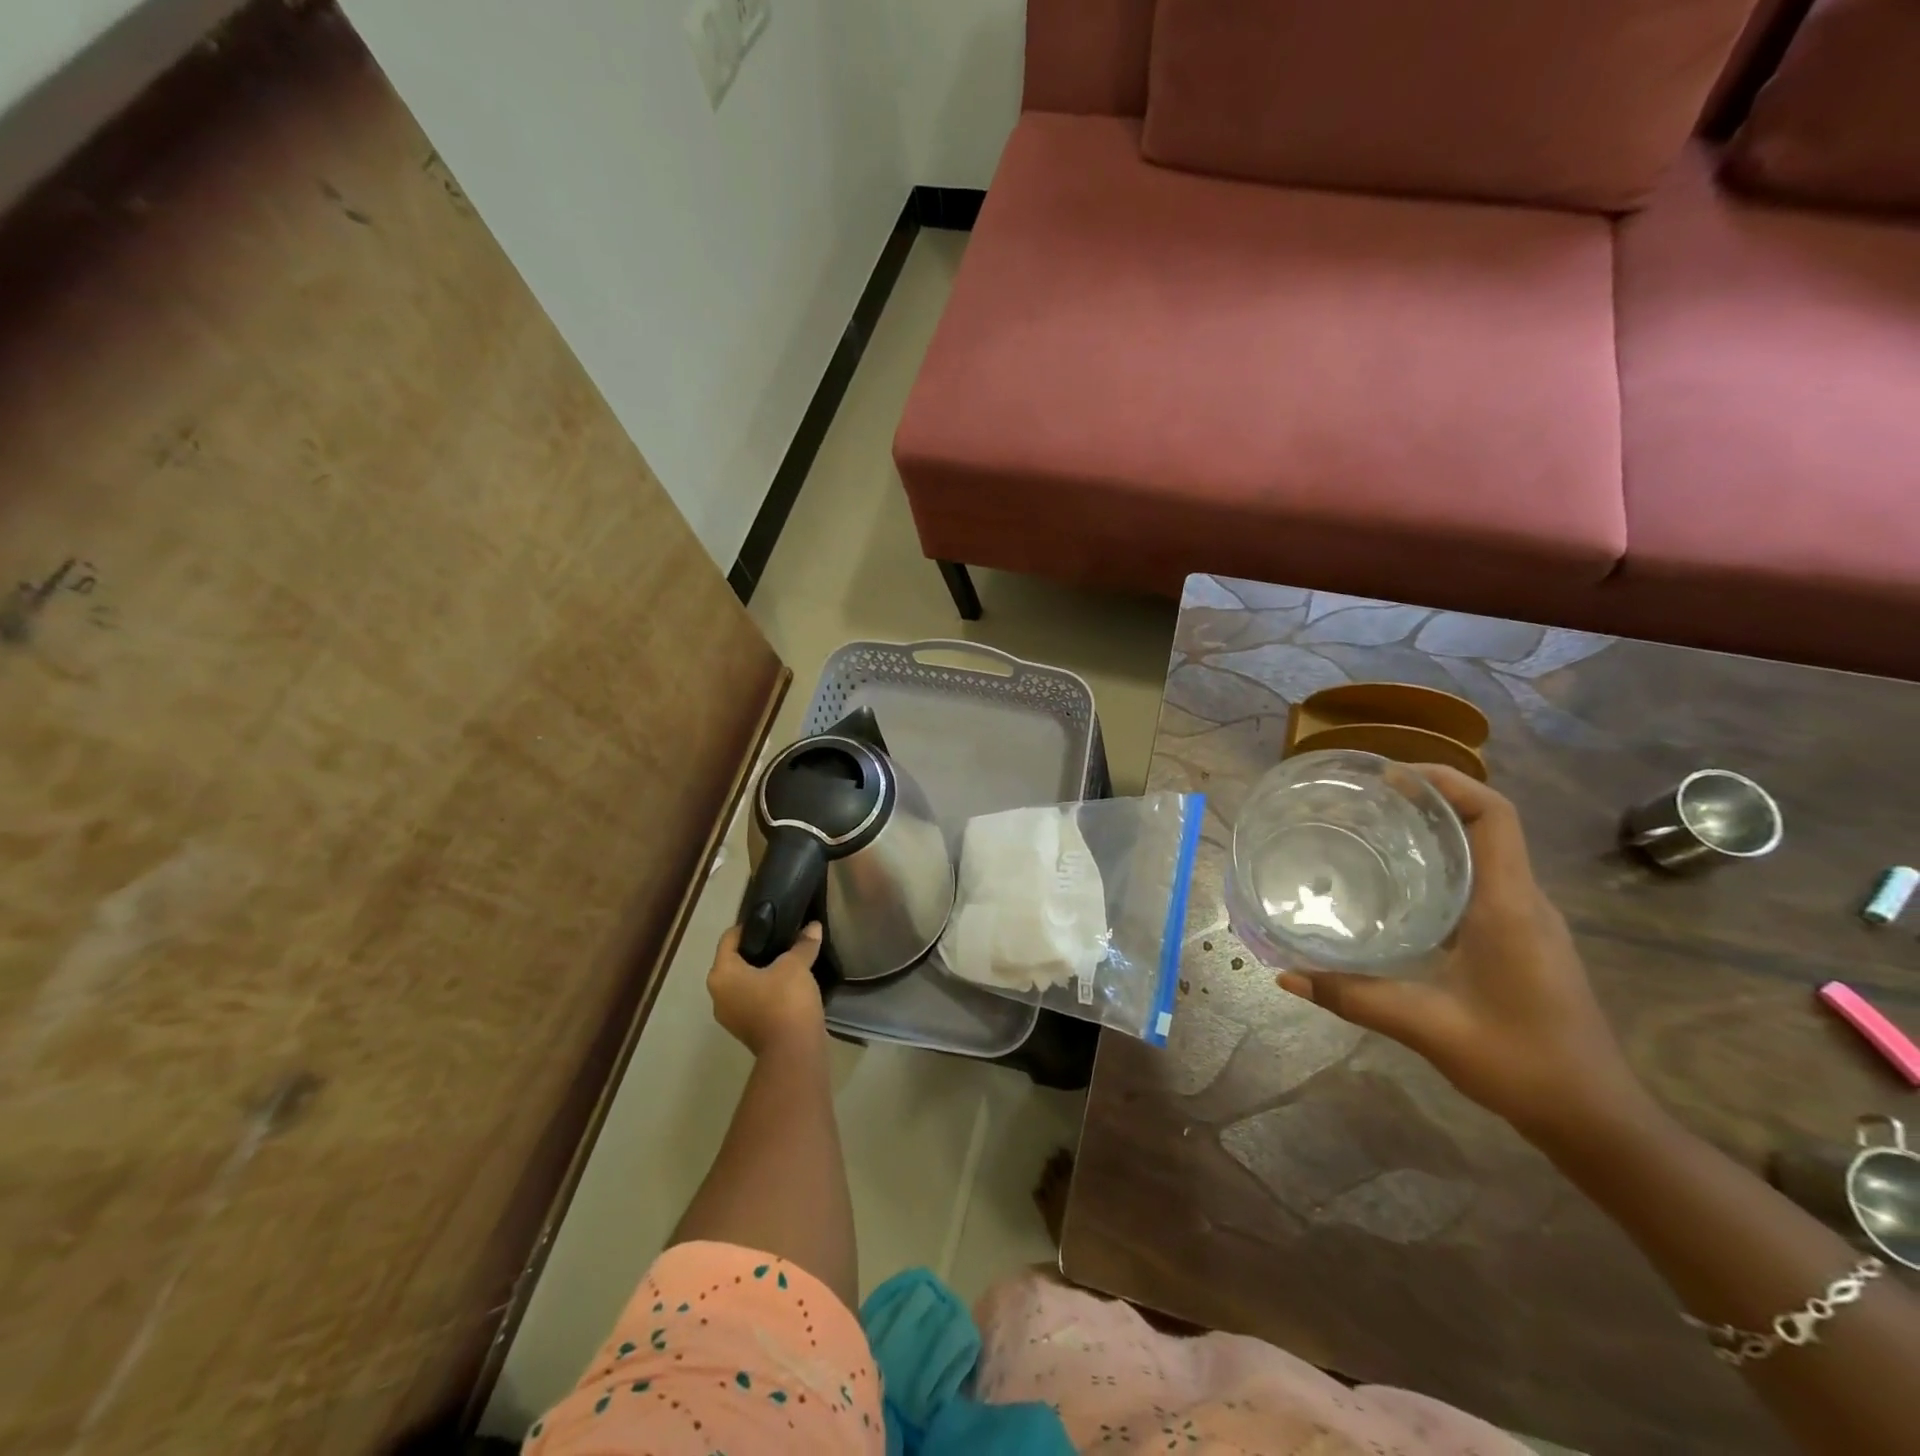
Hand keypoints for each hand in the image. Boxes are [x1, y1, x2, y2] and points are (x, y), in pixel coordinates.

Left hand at [708, 922, 826, 1057]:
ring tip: (788, 960)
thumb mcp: (796, 965)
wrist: (794, 1051)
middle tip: (783, 938)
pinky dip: (766, 989)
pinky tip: (789, 984)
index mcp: (722, 974)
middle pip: (734, 961)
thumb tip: (814, 927)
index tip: (773, 920)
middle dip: (758, 949)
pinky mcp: (746, 1029)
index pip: (729, 938)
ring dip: (762, 971)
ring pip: (743, 982)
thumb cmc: (786, 1000)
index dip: (750, 926)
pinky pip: (752, 999)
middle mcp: (718, 995)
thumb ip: (803, 944)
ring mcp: (730, 1016)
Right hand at [1277, 766, 1643, 1142]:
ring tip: (1373, 830)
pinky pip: (1482, 880)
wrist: (1595, 1118)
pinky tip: (1399, 887)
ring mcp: (1528, 921)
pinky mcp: (1523, 939)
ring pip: (1485, 851)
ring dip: (1437, 830)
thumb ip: (1353, 996)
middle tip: (1366, 799)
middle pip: (1486, 823)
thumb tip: (1286, 973)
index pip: (1493, 816)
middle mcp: (1524, 901)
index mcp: (1508, 906)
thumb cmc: (1521, 1062)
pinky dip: (1442, 865)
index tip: (1390, 776)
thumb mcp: (1427, 1027)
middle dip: (1431, 798)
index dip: (1447, 782)